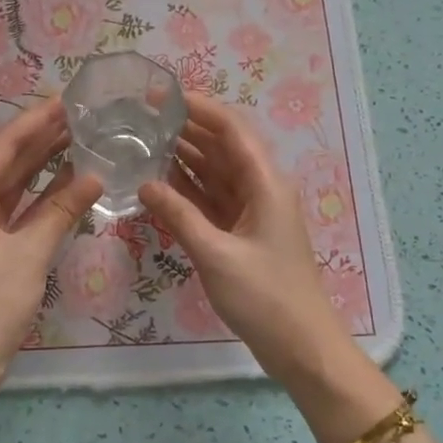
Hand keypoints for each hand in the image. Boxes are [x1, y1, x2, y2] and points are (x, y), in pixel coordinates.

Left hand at [0, 97, 102, 397]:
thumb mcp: (29, 255)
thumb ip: (61, 211)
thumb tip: (95, 176)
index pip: (2, 147)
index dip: (34, 121)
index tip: (66, 100)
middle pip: (6, 161)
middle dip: (40, 137)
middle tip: (79, 113)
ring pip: (13, 184)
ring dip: (42, 163)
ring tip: (78, 136)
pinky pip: (18, 209)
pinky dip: (41, 195)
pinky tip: (68, 179)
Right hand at [140, 96, 349, 387]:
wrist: (300, 346)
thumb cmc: (265, 297)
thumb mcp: (216, 254)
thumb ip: (179, 215)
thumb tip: (144, 183)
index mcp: (265, 183)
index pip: (231, 129)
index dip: (198, 107)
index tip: (160, 95)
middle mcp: (260, 188)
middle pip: (221, 146)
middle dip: (186, 128)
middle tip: (141, 118)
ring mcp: (251, 211)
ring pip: (214, 172)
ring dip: (183, 157)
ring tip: (143, 142)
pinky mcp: (241, 233)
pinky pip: (211, 199)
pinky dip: (187, 189)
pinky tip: (158, 182)